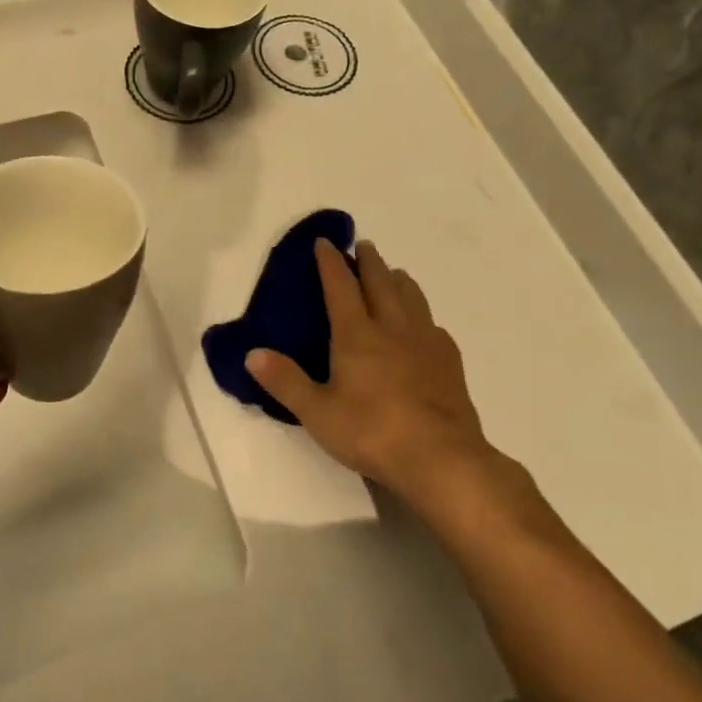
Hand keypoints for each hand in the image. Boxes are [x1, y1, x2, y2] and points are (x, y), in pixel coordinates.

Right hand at [244, 238, 497, 504]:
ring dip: (398, 280)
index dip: (330, 262)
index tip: (325, 241)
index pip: (340, 286)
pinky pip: (434, 326)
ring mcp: (425, 343)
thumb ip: (285, 381)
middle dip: (369, 261)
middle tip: (363, 245)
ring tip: (392, 274)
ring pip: (412, 297)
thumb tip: (252, 353)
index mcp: (357, 335)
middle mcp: (392, 328)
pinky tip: (423, 327)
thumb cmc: (372, 432)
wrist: (442, 460)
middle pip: (380, 282)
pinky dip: (423, 316)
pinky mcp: (449, 363)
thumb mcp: (317, 412)